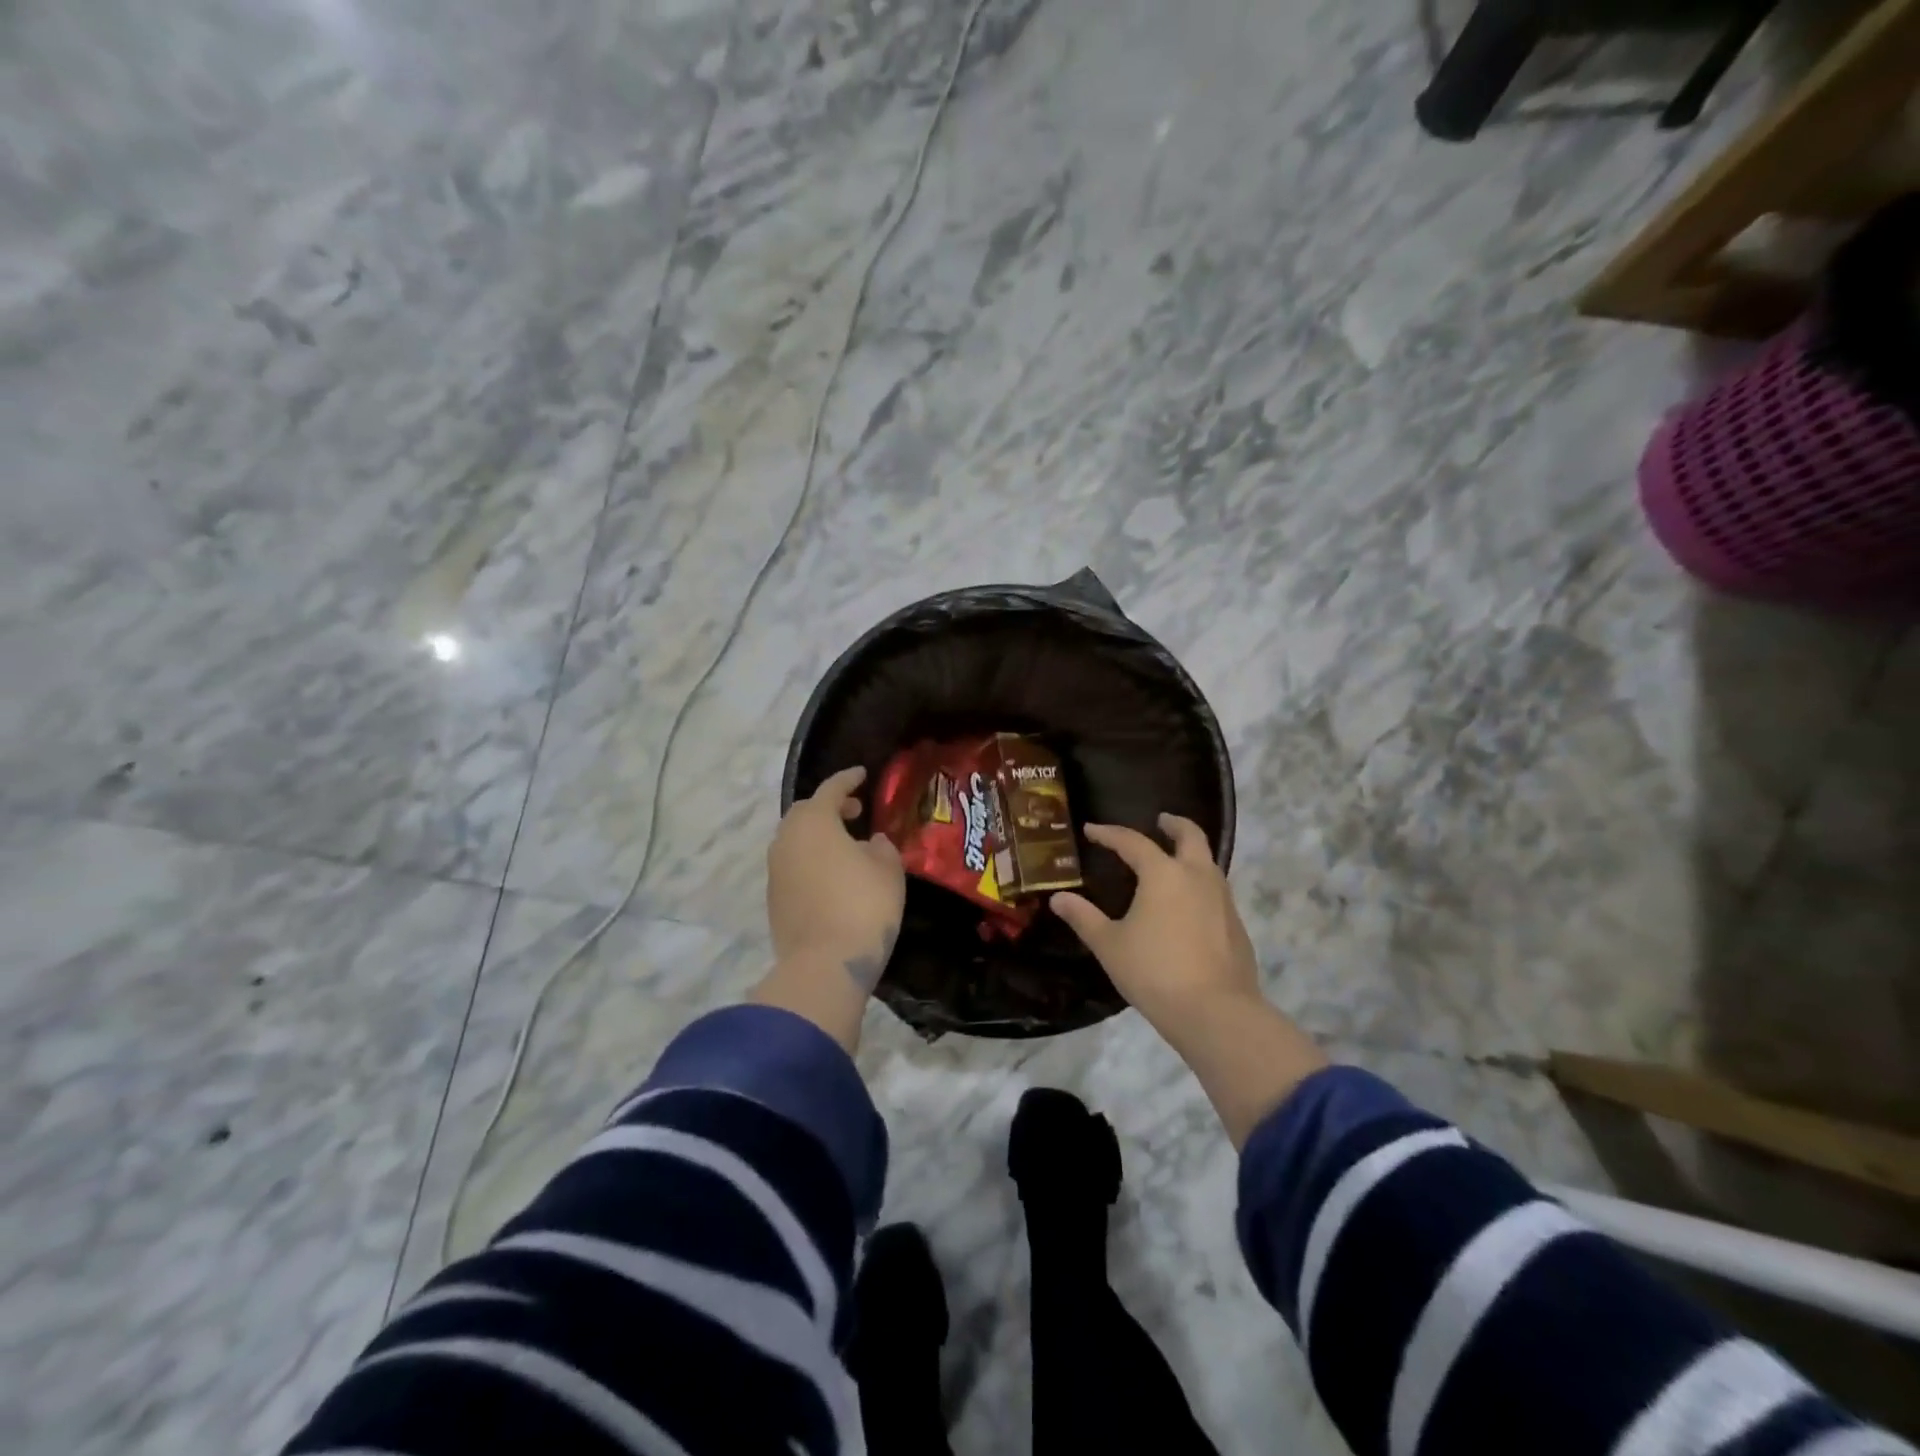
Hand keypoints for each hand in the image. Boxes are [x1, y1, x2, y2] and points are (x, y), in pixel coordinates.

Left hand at [766, 766, 904, 993]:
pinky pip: (792, 865)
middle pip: (806, 812)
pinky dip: (810, 860)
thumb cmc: (863, 906)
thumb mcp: (888, 870)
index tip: (861, 775)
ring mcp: (775, 870)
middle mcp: (787, 839)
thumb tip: (870, 842)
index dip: (847, 780)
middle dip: (829, 807)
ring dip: (818, 836)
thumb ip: (881, 848)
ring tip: (846, 845)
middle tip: (855, 812)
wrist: (824, 964)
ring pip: (795, 840)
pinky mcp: (774, 898)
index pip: (830, 789)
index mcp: (814, 822)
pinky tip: (831, 874)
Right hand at [1050, 814, 1260, 1037]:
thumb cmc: (1154, 971)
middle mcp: (1198, 876)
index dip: (1110, 834)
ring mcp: (1223, 900)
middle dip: (1174, 824)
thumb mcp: (1109, 945)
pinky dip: (1200, 886)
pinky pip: (1217, 892)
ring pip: (1209, 863)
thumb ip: (1083, 918)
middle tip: (1161, 821)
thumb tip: (1058, 898)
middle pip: (1191, 835)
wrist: (1215, 1012)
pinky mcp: (1236, 925)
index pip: (1133, 842)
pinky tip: (1188, 907)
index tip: (1092, 830)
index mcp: (1163, 874)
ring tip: (1172, 864)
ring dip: (1190, 854)